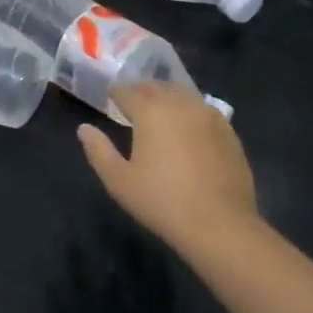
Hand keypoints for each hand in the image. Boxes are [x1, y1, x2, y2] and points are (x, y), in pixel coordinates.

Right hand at [79, 81, 259, 260]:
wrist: (220, 225)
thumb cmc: (162, 202)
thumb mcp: (119, 181)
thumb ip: (98, 150)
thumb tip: (84, 129)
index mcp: (150, 110)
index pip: (127, 91)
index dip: (115, 94)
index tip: (109, 100)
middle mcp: (179, 103)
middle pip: (155, 87)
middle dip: (140, 92)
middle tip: (131, 106)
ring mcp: (208, 115)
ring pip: (181, 94)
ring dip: (166, 98)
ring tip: (159, 114)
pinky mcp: (228, 131)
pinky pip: (203, 109)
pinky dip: (189, 111)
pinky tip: (187, 130)